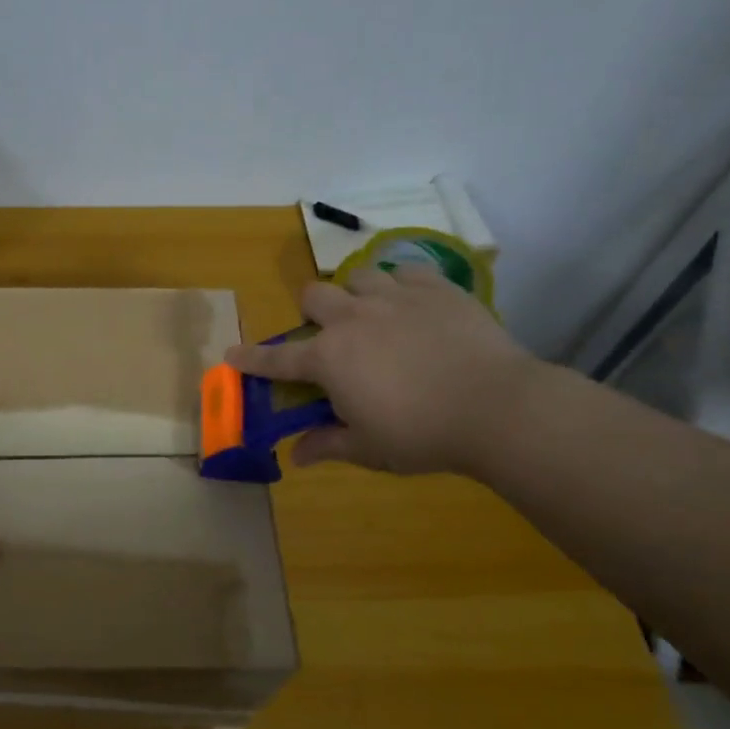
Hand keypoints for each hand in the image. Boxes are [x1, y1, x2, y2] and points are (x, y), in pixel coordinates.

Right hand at [226, 266, 544, 475]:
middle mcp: (353, 319)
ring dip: (357, 295)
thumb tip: (296, 456)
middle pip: (313, 296)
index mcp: (329, 358)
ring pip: (358, 276)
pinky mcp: (436, 289)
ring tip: (375, 316)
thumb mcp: (370, 449)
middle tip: (331, 336)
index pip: (278, 358)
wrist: (498, 407)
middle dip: (312, 313)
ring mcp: (395, 298)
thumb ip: (328, 445)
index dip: (251, 358)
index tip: (231, 354)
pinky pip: (407, 273)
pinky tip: (415, 306)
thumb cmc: (423, 435)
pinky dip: (403, 287)